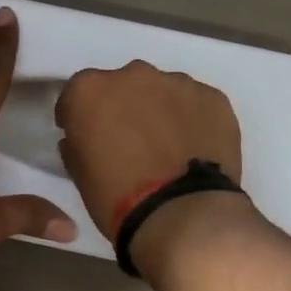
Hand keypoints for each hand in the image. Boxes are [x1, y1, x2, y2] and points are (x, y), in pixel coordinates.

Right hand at [54, 61, 243, 242]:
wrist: (181, 215)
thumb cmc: (117, 198)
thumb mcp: (80, 174)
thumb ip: (78, 144)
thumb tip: (86, 138)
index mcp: (90, 91)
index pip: (77, 95)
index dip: (80, 117)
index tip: (86, 136)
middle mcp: (132, 75)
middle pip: (122, 86)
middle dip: (122, 108)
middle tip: (129, 142)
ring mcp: (177, 83)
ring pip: (162, 91)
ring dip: (159, 111)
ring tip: (167, 148)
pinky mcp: (213, 97)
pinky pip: (196, 104)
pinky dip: (192, 120)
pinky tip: (194, 149)